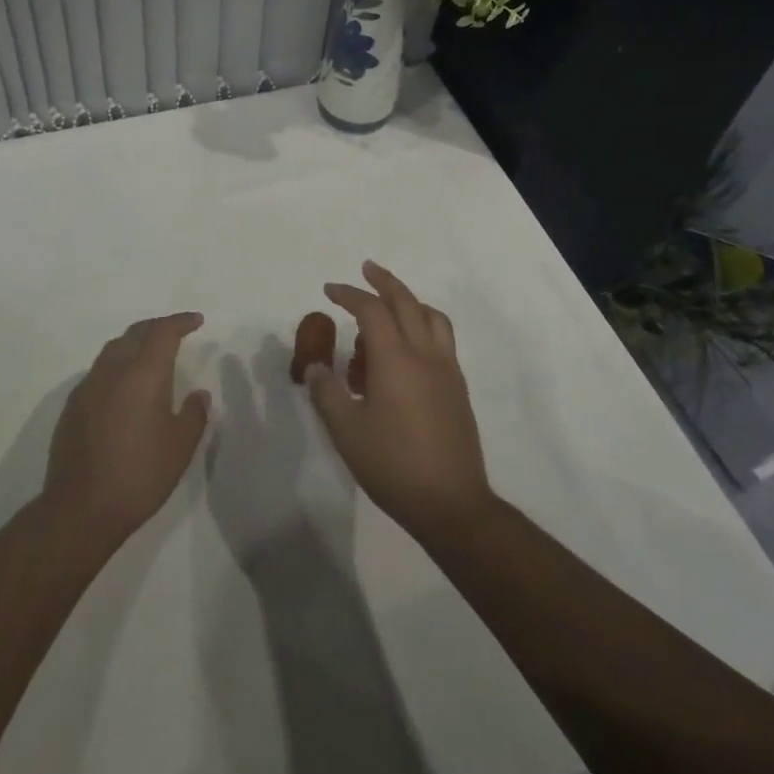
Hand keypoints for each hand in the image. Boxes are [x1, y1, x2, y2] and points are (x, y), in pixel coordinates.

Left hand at [42, 313, 210, 551]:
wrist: (81, 508)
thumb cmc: (139, 475)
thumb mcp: (180, 447)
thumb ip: (194, 414)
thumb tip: (198, 394)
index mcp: (143, 374)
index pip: (163, 332)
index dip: (180, 322)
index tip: (196, 320)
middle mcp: (113, 370)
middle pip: (136, 333)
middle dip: (158, 327)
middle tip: (176, 332)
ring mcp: (88, 386)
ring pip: (114, 349)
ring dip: (135, 343)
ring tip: (150, 354)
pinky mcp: (73, 405)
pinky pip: (99, 371)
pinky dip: (117, 366)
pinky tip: (124, 386)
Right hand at [305, 263, 493, 547]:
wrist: (452, 504)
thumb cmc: (393, 465)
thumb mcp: (346, 431)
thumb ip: (327, 392)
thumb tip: (315, 366)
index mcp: (396, 359)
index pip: (372, 311)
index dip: (349, 295)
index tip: (329, 290)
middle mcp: (425, 354)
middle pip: (407, 302)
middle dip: (384, 282)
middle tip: (366, 269)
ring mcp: (447, 370)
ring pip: (431, 317)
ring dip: (409, 301)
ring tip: (389, 306)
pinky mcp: (458, 388)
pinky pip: (441, 339)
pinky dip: (423, 325)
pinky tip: (408, 347)